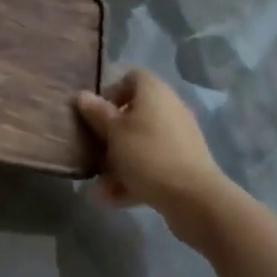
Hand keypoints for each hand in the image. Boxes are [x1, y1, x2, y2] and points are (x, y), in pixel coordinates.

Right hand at [74, 69, 232, 246]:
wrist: (194, 199)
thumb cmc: (147, 154)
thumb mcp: (113, 132)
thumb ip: (96, 112)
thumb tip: (82, 95)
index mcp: (154, 92)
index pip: (132, 77)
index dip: (112, 92)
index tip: (96, 113)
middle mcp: (169, 108)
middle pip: (135, 113)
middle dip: (112, 133)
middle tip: (95, 149)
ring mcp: (179, 138)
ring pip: (142, 142)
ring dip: (120, 160)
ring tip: (100, 184)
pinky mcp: (185, 164)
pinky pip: (154, 164)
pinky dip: (135, 177)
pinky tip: (114, 198)